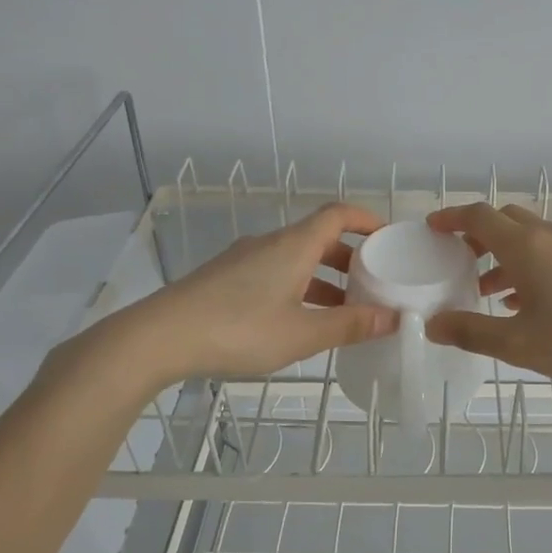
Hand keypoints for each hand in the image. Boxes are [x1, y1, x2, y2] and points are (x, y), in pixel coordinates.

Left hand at [66, 203, 398, 390]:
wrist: (158, 338)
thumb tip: (394, 318)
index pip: (338, 214)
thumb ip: (350, 326)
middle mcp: (270, 244)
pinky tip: (298, 320)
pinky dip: (297, 287)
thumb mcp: (302, 334)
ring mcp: (243, 260)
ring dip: (323, 278)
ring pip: (295, 259)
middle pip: (318, 237)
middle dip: (350, 258)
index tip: (388, 237)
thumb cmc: (238, 329)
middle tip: (372, 282)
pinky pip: (273, 273)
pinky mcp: (224, 278)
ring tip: (342, 310)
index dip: (366, 220)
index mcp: (294, 245)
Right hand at [422, 203, 551, 387]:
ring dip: (503, 254)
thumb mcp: (519, 345)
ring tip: (486, 290)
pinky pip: (550, 251)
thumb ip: (472, 332)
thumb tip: (433, 325)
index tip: (431, 228)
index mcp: (525, 246)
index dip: (451, 218)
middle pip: (504, 220)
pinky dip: (528, 265)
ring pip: (529, 238)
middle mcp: (549, 235)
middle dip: (476, 235)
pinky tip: (526, 302)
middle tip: (456, 260)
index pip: (479, 216)